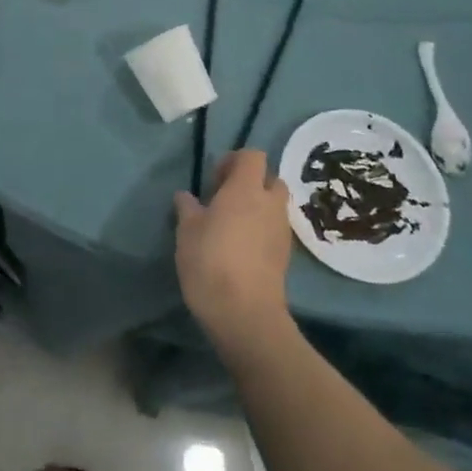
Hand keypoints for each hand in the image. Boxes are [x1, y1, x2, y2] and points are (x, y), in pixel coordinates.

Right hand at [174, 150, 292, 346]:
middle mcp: (270, 204)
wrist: (245, 314)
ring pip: (275, 206)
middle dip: (251, 183)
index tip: (214, 179)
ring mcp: (282, 231)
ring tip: (231, 225)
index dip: (234, 160)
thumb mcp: (187, 231)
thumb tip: (186, 196)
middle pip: (270, 179)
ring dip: (258, 207)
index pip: (253, 156)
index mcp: (246, 189)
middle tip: (225, 199)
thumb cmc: (210, 261)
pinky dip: (262, 230)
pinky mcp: (285, 256)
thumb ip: (187, 207)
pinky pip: (275, 229)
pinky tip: (241, 247)